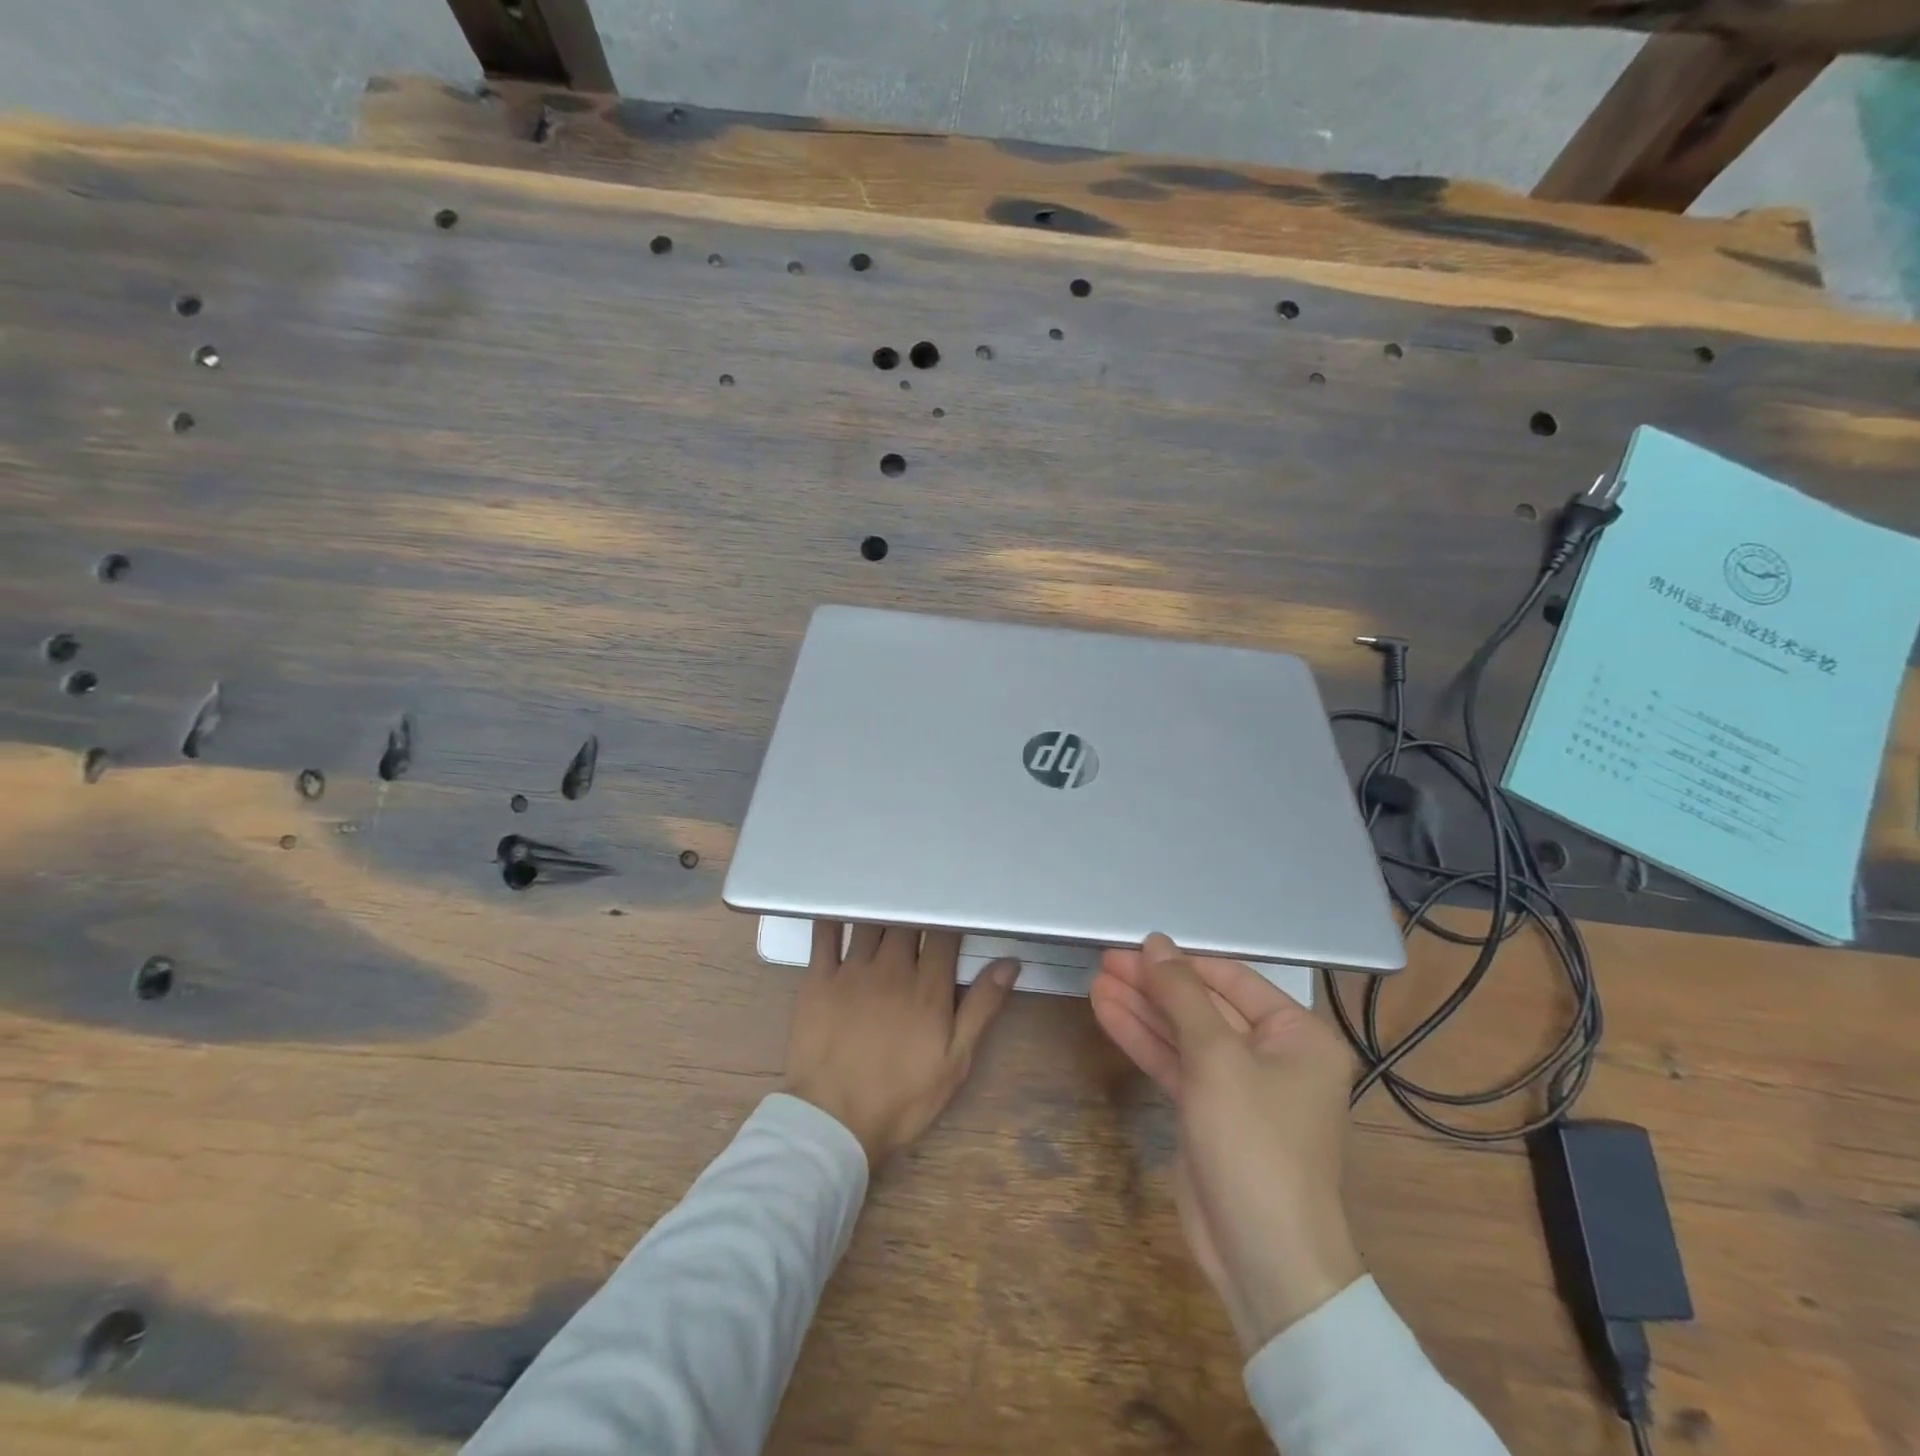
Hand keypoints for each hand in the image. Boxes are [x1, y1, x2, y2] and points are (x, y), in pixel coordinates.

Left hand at [786, 922, 1019, 1166]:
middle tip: (920, 903)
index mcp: (928, 987)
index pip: (943, 935)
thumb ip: (981, 1008)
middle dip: (916, 910)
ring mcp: (852, 970)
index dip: (949, 918)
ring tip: (886, 898)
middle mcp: (892, 968)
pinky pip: (824, 935)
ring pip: (872, 922)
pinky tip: (839, 905)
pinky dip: (834, 916)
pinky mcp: (819, 979)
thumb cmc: (901, 1097)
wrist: (834, 1121)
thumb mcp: (954, 1061)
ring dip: (882, 910)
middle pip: (907, 922)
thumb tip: (1009, 963)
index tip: (953, 909)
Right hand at [1091, 933, 1363, 1354]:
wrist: (1263, 1256)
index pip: (1232, 980)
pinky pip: (1174, 1064)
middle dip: (1154, 985)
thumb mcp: (1216, 1057)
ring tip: (1095, 982)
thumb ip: (1182, 995)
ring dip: (1141, 1009)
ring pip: (1183, 1034)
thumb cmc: (1255, 1142)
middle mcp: (1273, 1054)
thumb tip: (1155, 943)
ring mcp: (1238, 1086)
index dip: (1181, 961)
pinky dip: (1143, 1041)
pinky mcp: (1208, 1112)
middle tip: (1104, 961)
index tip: (1134, 945)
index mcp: (1298, 1035)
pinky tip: (1107, 1014)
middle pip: (1203, 1006)